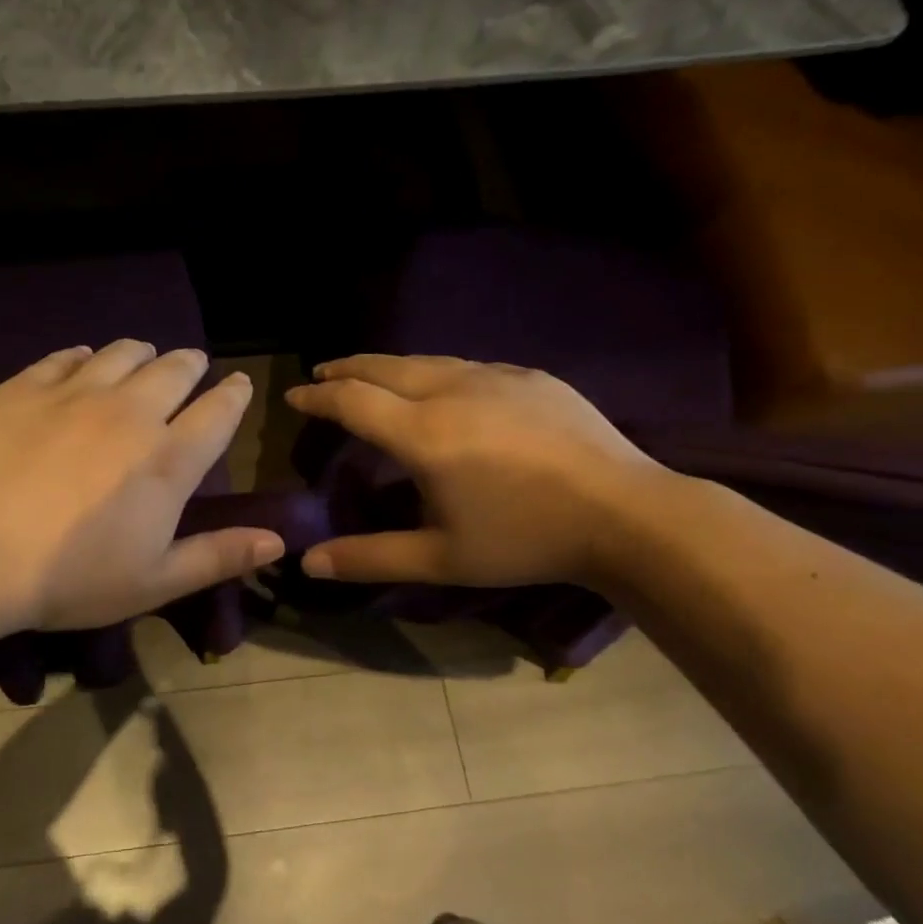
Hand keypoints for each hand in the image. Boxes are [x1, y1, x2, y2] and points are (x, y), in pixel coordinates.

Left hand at [0, 341, 284, 632]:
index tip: (238, 384)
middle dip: (191, 364)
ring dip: (142, 352)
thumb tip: (280, 539)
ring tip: (144, 356)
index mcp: (167, 459)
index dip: (233, 395)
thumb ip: (219, 555)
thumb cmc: (68, 578)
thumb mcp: (154, 581)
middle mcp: (129, 412)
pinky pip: (65, 356)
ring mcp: (74, 393)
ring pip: (122, 352)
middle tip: (193, 365)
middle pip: (173, 370)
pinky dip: (84, 356)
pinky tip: (82, 362)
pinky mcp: (24, 387)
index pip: (218, 412)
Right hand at [284, 355, 669, 587]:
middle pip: (383, 367)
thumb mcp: (441, 559)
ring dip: (388, 366)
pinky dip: (435, 371)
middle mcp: (452, 391)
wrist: (627, 513)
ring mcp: (496, 377)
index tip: (294, 395)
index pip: (352, 401)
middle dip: (346, 369)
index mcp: (424, 433)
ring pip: (426, 361)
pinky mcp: (530, 376)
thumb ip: (370, 557)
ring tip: (370, 374)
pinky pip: (467, 366)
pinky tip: (441, 386)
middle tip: (322, 374)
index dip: (317, 397)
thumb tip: (309, 563)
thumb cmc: (525, 540)